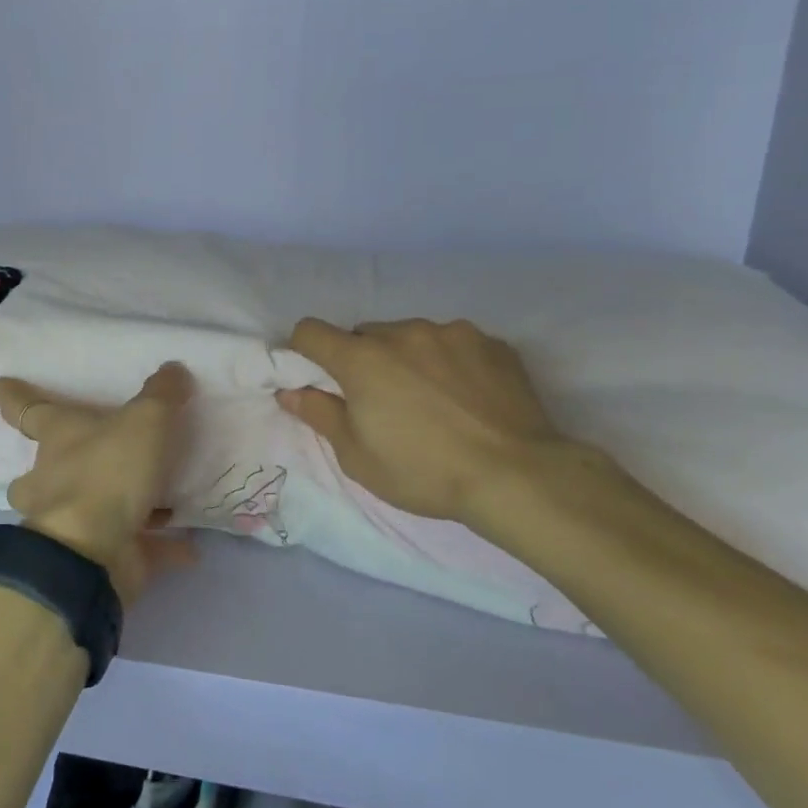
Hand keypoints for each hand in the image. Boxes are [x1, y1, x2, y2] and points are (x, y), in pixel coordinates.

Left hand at [0, 362, 196, 606]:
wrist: (91, 553)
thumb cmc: (108, 472)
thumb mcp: (145, 420)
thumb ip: (161, 394)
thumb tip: (174, 370)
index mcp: (58, 438)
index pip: (28, 409)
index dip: (15, 396)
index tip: (0, 385)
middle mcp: (53, 479)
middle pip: (43, 469)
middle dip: (51, 467)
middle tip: (72, 461)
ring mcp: (69, 522)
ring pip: (80, 512)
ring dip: (108, 507)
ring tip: (147, 501)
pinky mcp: (97, 557)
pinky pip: (133, 548)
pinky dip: (159, 547)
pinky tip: (189, 547)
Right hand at [277, 317, 577, 529]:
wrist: (517, 476)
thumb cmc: (423, 471)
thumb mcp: (357, 456)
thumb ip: (319, 414)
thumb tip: (290, 391)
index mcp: (362, 358)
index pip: (311, 331)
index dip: (304, 351)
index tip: (316, 377)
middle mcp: (403, 333)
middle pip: (364, 335)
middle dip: (361, 360)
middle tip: (379, 401)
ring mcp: (451, 333)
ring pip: (410, 336)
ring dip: (406, 358)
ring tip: (431, 400)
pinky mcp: (491, 343)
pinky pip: (453, 343)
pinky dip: (448, 362)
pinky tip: (466, 397)